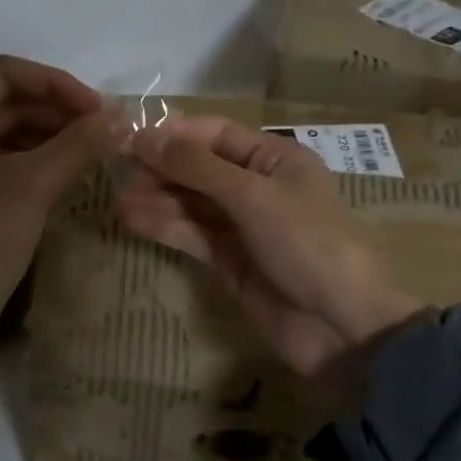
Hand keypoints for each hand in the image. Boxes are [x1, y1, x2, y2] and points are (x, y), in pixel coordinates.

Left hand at [0, 55, 126, 444]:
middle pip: (6, 102)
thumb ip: (78, 145)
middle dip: (56, 110)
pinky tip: (68, 177)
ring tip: (93, 152)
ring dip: (49, 136)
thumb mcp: (32, 187)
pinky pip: (2, 164)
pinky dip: (36, 163)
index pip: (5, 73)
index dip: (56, 82)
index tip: (98, 109)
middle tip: (103, 130)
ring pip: (6, 134)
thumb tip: (123, 115)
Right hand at [113, 117, 426, 379]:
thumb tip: (145, 137)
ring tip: (118, 202)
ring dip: (157, 200)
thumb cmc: (308, 244)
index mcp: (275, 159)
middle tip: (118, 174)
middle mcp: (257, 187)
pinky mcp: (230, 263)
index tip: (129, 140)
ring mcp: (243, 227)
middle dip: (161, 169)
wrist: (343, 326)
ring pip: (192, 204)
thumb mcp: (254, 196)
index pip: (215, 134)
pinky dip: (165, 228)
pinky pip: (193, 236)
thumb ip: (198, 168)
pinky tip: (134, 221)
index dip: (174, 135)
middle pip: (199, 168)